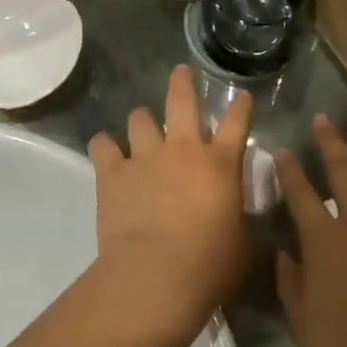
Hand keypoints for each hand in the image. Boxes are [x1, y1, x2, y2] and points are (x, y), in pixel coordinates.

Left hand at [87, 66, 253, 346]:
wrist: (156, 275)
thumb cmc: (210, 263)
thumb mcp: (242, 242)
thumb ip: (242, 220)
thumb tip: (243, 216)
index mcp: (220, 164)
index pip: (236, 124)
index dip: (241, 107)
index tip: (242, 95)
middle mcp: (183, 149)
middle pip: (183, 101)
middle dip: (183, 83)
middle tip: (181, 72)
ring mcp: (145, 157)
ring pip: (140, 118)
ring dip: (142, 120)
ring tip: (141, 125)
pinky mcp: (113, 172)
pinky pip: (103, 145)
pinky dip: (104, 146)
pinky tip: (104, 149)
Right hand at [275, 117, 346, 346]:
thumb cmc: (346, 346)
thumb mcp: (302, 320)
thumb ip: (290, 282)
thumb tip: (285, 255)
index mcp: (324, 238)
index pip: (301, 192)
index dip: (290, 169)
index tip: (282, 150)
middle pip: (345, 170)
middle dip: (332, 142)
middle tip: (325, 120)